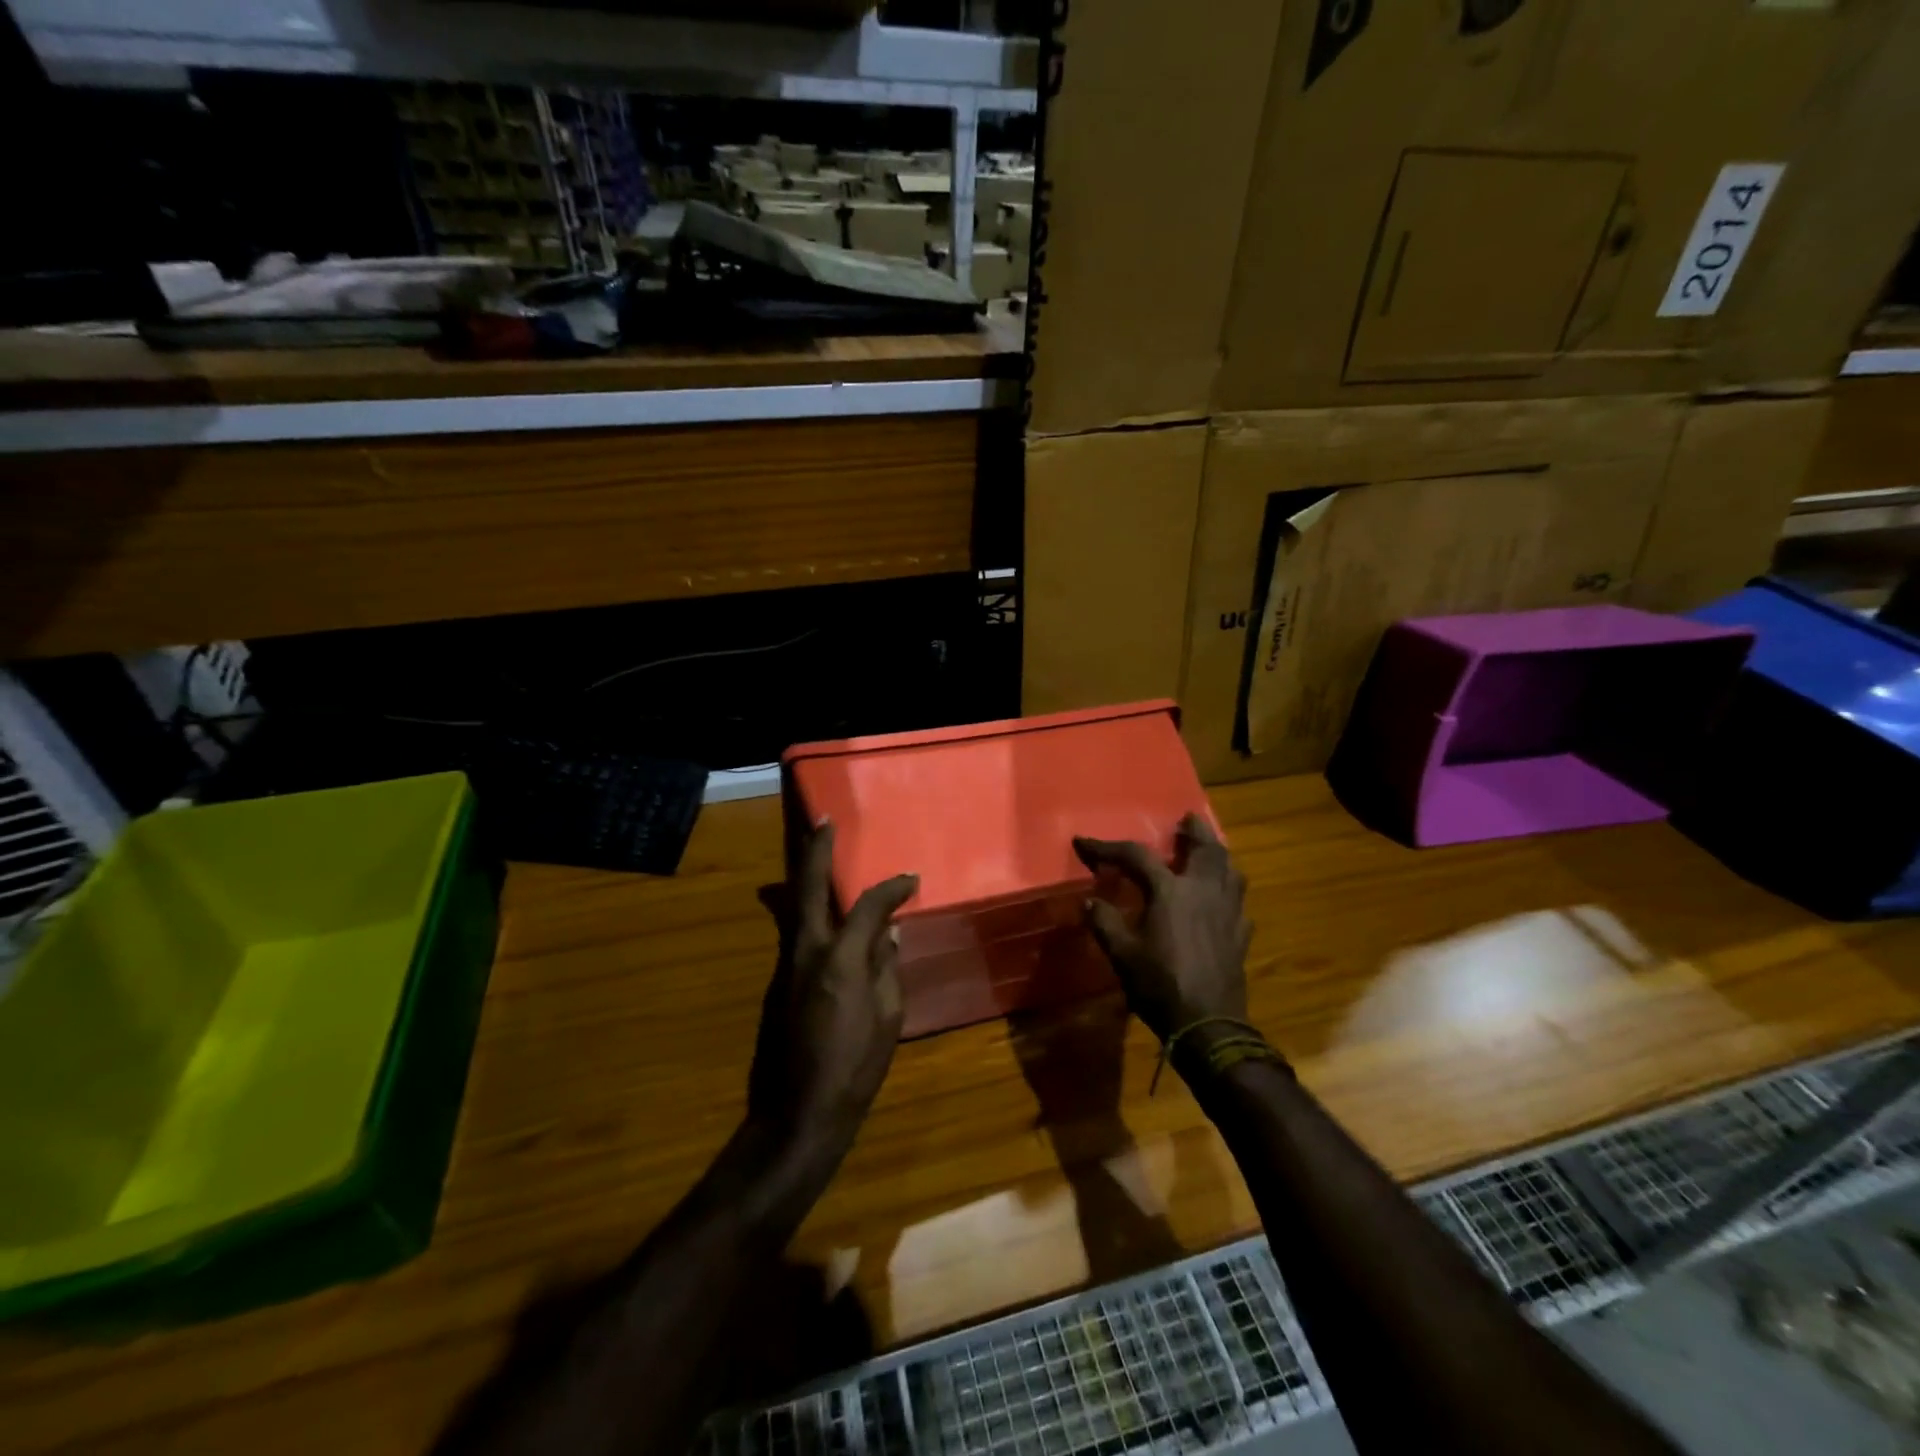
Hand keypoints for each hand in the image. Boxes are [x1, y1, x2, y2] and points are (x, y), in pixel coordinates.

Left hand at [749, 822, 918, 1157]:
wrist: (800, 1109)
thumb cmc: (855, 1066)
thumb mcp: (888, 1017)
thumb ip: (887, 967)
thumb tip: (888, 933)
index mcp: (841, 959)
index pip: (867, 906)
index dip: (891, 888)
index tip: (911, 879)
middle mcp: (807, 951)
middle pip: (808, 888)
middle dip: (815, 850)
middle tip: (822, 821)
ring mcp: (787, 965)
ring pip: (793, 907)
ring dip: (802, 874)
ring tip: (811, 849)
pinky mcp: (778, 981)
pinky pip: (794, 931)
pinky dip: (804, 908)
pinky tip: (816, 906)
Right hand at [1074, 813, 1249, 1039]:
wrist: (1208, 1024)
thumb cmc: (1160, 985)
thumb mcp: (1122, 955)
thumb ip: (1105, 923)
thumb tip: (1091, 901)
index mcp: (1170, 892)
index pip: (1136, 856)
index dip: (1107, 847)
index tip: (1083, 842)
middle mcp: (1203, 891)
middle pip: (1205, 848)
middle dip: (1194, 830)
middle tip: (1186, 819)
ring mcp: (1228, 911)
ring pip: (1231, 870)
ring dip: (1218, 855)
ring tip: (1209, 851)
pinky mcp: (1241, 933)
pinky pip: (1239, 901)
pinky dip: (1229, 890)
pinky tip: (1221, 899)